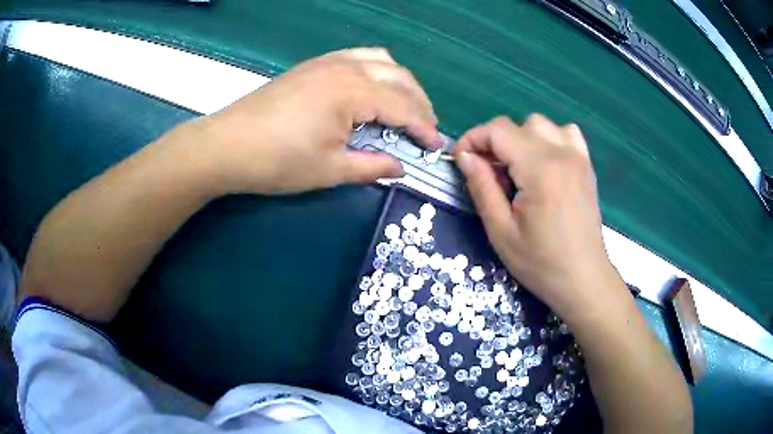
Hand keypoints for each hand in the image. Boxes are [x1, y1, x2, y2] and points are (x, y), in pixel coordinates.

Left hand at [186, 47, 441, 195]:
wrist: (226, 146)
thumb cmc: (277, 161)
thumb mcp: (330, 170)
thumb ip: (372, 166)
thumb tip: (401, 168)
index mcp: (353, 92)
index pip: (404, 108)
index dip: (424, 128)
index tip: (436, 147)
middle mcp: (346, 67)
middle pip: (399, 78)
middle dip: (419, 102)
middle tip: (425, 128)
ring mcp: (327, 62)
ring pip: (380, 60)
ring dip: (400, 82)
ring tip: (405, 105)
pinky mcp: (312, 65)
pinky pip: (357, 56)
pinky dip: (376, 70)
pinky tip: (372, 89)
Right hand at [453, 115, 620, 319]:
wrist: (583, 279)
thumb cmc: (541, 263)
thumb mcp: (501, 231)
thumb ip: (482, 187)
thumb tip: (465, 156)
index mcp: (539, 169)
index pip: (498, 130)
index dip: (473, 139)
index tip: (461, 161)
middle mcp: (561, 154)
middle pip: (517, 124)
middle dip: (494, 141)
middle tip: (488, 172)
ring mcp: (578, 157)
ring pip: (541, 124)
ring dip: (521, 138)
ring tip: (517, 168)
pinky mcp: (586, 166)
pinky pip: (566, 133)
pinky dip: (549, 138)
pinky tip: (544, 163)